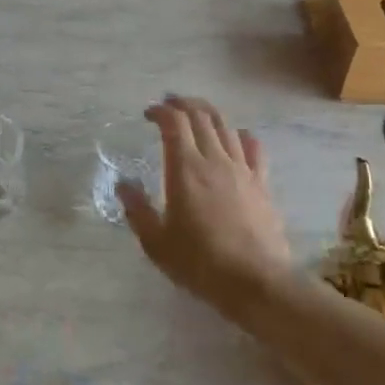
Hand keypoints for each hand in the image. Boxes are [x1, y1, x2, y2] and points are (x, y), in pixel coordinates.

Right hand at [118, 95, 293, 312]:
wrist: (256, 281)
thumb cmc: (200, 263)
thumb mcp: (156, 242)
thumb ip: (137, 209)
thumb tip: (123, 184)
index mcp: (185, 169)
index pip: (174, 123)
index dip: (160, 111)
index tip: (148, 114)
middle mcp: (214, 159)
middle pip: (200, 116)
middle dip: (182, 104)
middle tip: (169, 104)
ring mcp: (242, 169)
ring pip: (226, 126)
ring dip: (208, 113)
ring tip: (196, 114)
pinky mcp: (262, 183)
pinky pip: (254, 147)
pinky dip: (241, 135)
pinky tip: (236, 137)